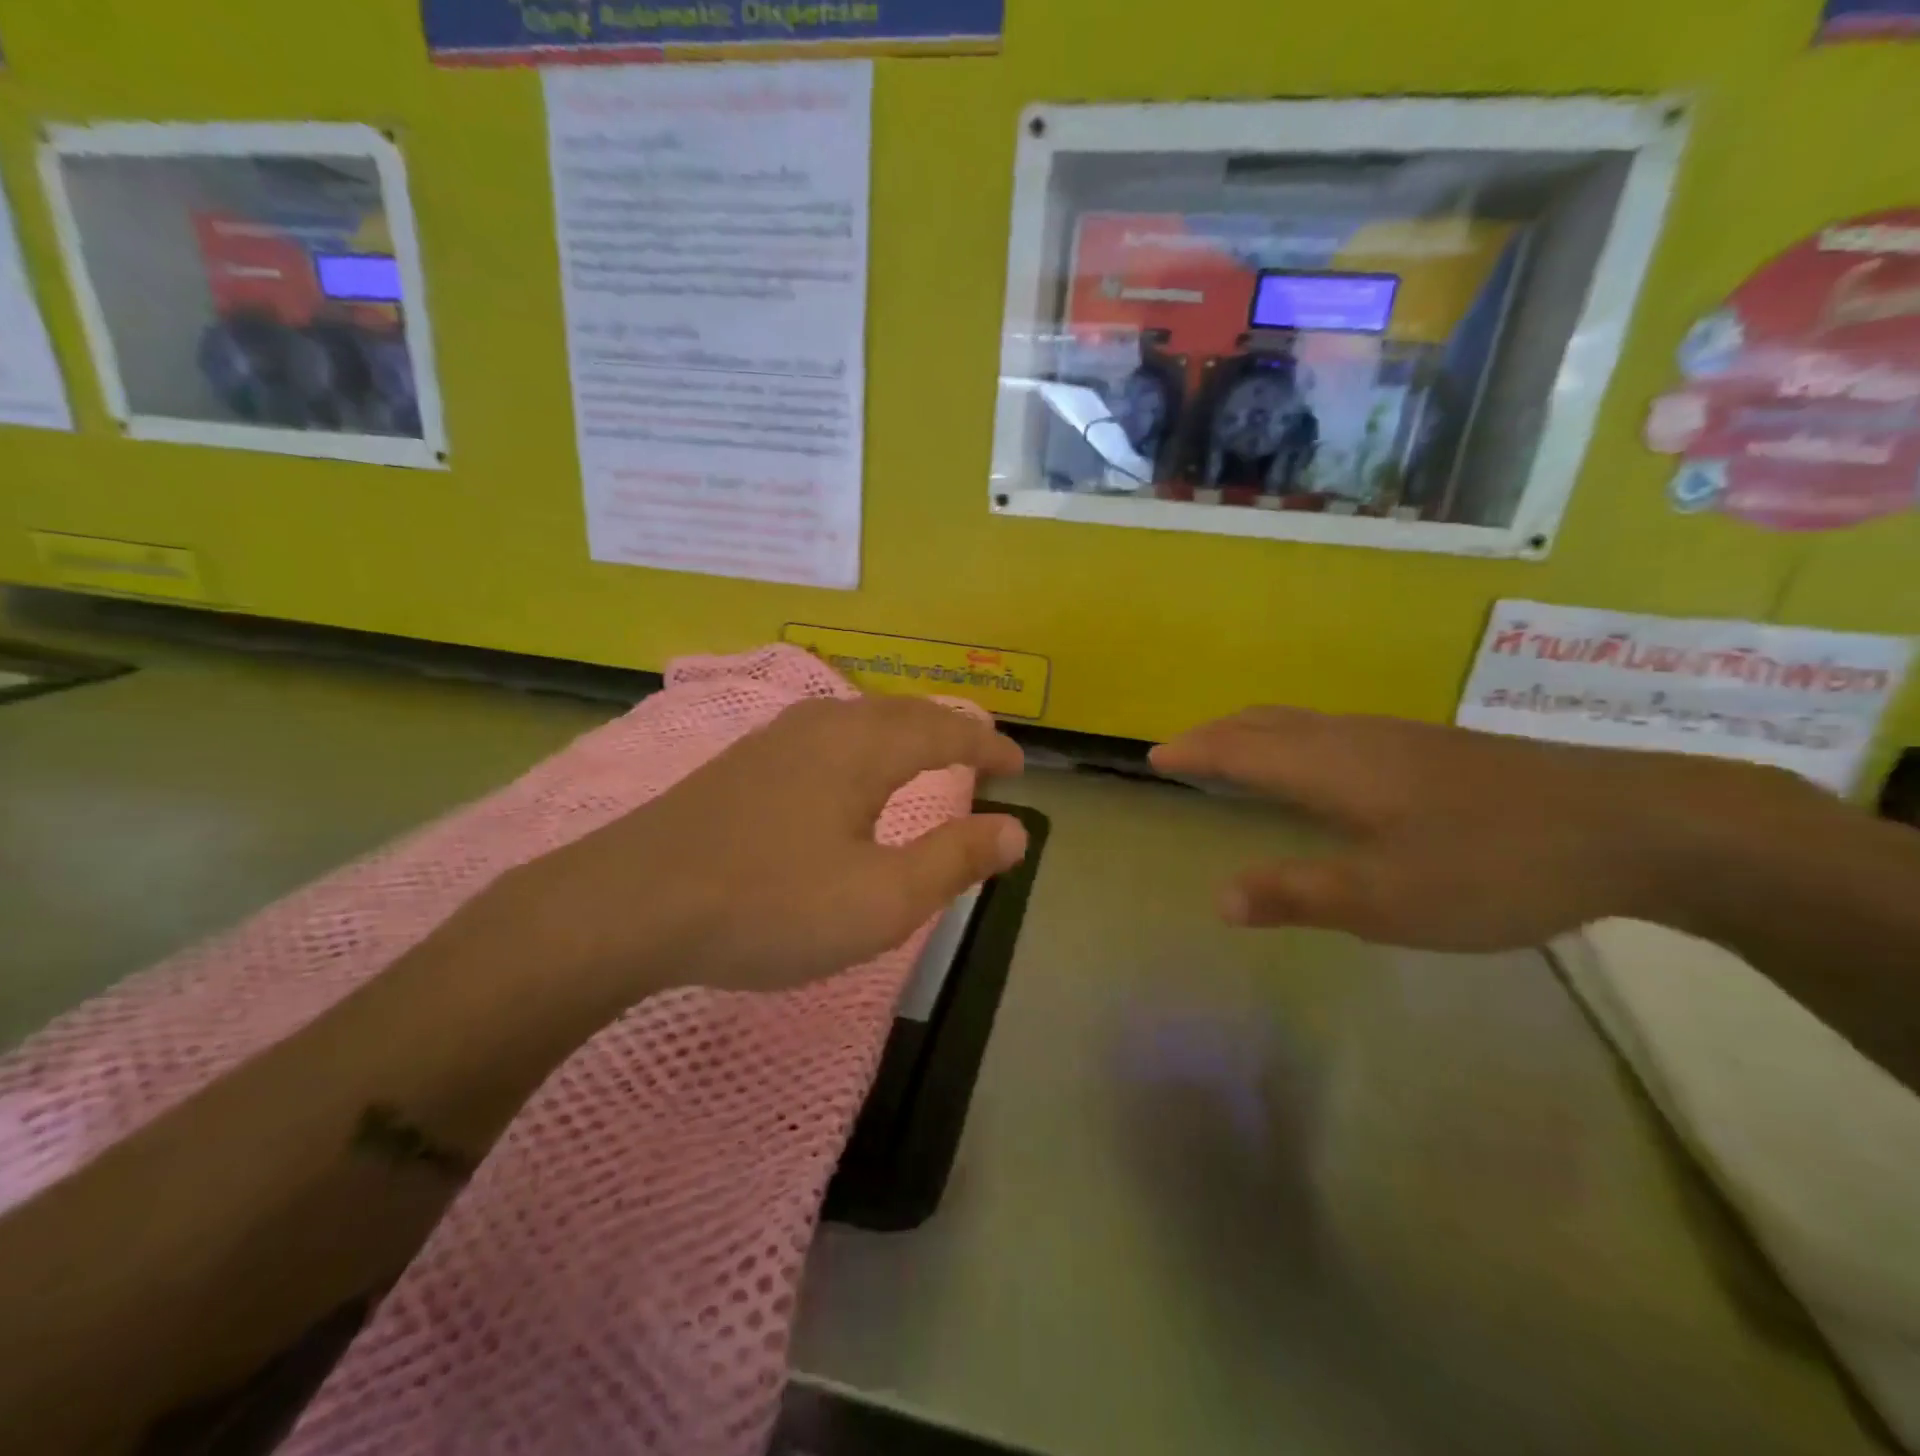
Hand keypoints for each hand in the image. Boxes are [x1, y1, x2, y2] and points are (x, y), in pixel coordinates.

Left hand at [497, 695, 1027, 999]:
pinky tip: (846, 772)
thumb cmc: (769, 903)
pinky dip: (864, 745)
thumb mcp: (881, 900)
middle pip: (904, 714)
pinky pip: (826, 735)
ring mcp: (774, 739)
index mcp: (864, 747)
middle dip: (951, 733)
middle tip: (981, 757)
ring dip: (905, 733)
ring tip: (925, 758)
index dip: (988, 748)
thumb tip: (1015, 831)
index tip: (1018, 766)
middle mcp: (823, 725)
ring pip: (860, 719)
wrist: (628, 905)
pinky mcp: (741, 762)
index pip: (946, 732)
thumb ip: (954, 860)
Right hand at [1149, 706, 1812, 952]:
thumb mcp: (1385, 898)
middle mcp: (1354, 738)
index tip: (1155, 757)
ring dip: (1256, 734)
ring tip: (1235, 755)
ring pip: (1303, 723)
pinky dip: (1295, 740)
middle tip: (1183, 753)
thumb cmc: (1491, 865)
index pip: (1240, 748)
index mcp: (1330, 767)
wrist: (1633, 825)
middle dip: (1217, 734)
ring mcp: (1398, 738)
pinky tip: (1317, 768)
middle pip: (1267, 722)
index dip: (1194, 750)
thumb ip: (1297, 894)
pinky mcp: (1433, 749)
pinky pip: (1334, 732)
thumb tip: (1217, 898)